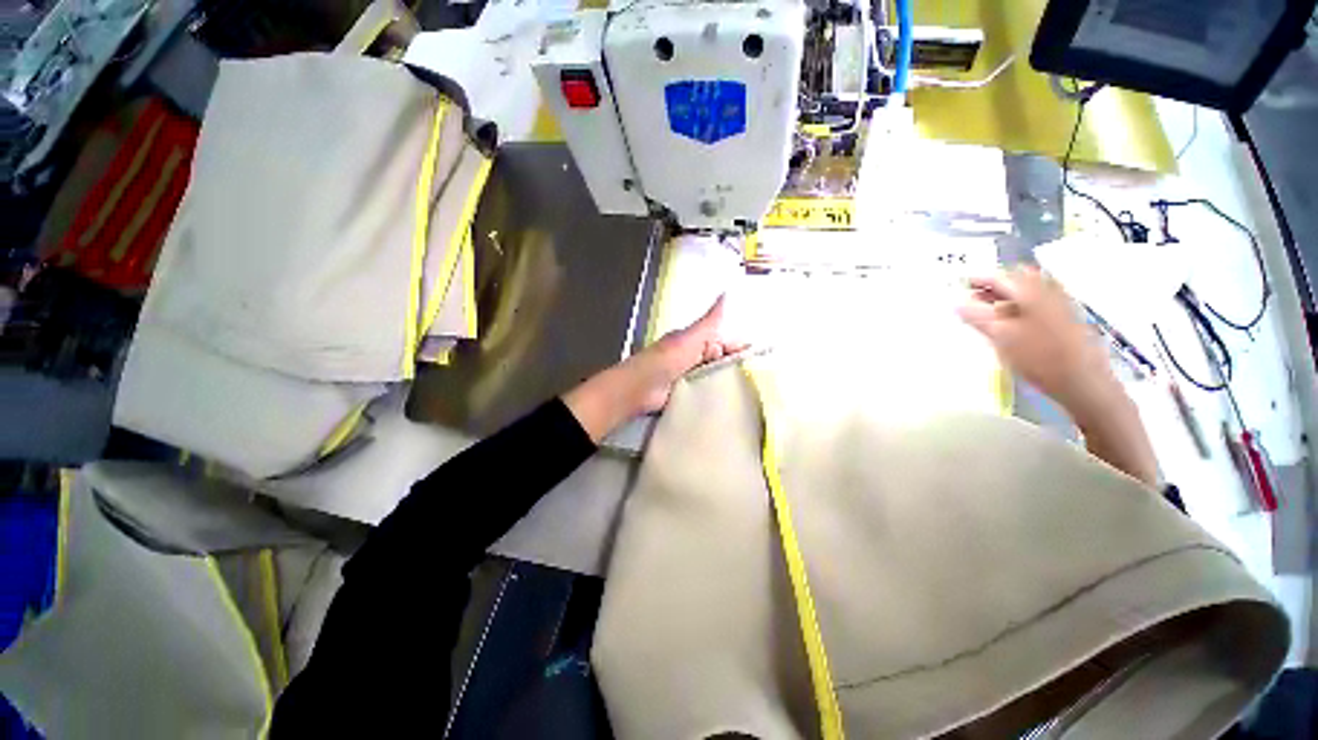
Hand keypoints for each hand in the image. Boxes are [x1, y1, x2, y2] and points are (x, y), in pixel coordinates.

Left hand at [563, 297, 746, 441]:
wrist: (640, 388)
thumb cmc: (666, 360)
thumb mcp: (691, 338)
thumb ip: (710, 321)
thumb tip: (728, 293)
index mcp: (697, 341)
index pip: (726, 343)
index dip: (741, 350)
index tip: (762, 362)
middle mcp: (695, 357)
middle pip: (722, 361)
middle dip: (738, 368)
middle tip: (760, 382)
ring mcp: (690, 377)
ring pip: (716, 377)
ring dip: (728, 383)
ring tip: (751, 394)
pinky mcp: (687, 394)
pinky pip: (707, 392)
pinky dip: (717, 396)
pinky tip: (731, 404)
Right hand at [958, 267, 1158, 484]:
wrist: (1083, 382)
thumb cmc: (1039, 357)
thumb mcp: (1001, 337)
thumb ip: (976, 317)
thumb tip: (956, 304)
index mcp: (1031, 291)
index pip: (1000, 276)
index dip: (978, 279)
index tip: (960, 285)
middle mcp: (1048, 291)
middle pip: (1016, 280)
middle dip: (993, 286)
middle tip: (972, 298)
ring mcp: (1060, 305)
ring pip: (1028, 292)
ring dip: (1006, 297)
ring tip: (986, 312)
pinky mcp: (1066, 319)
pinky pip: (1037, 304)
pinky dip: (1019, 307)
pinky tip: (1010, 324)